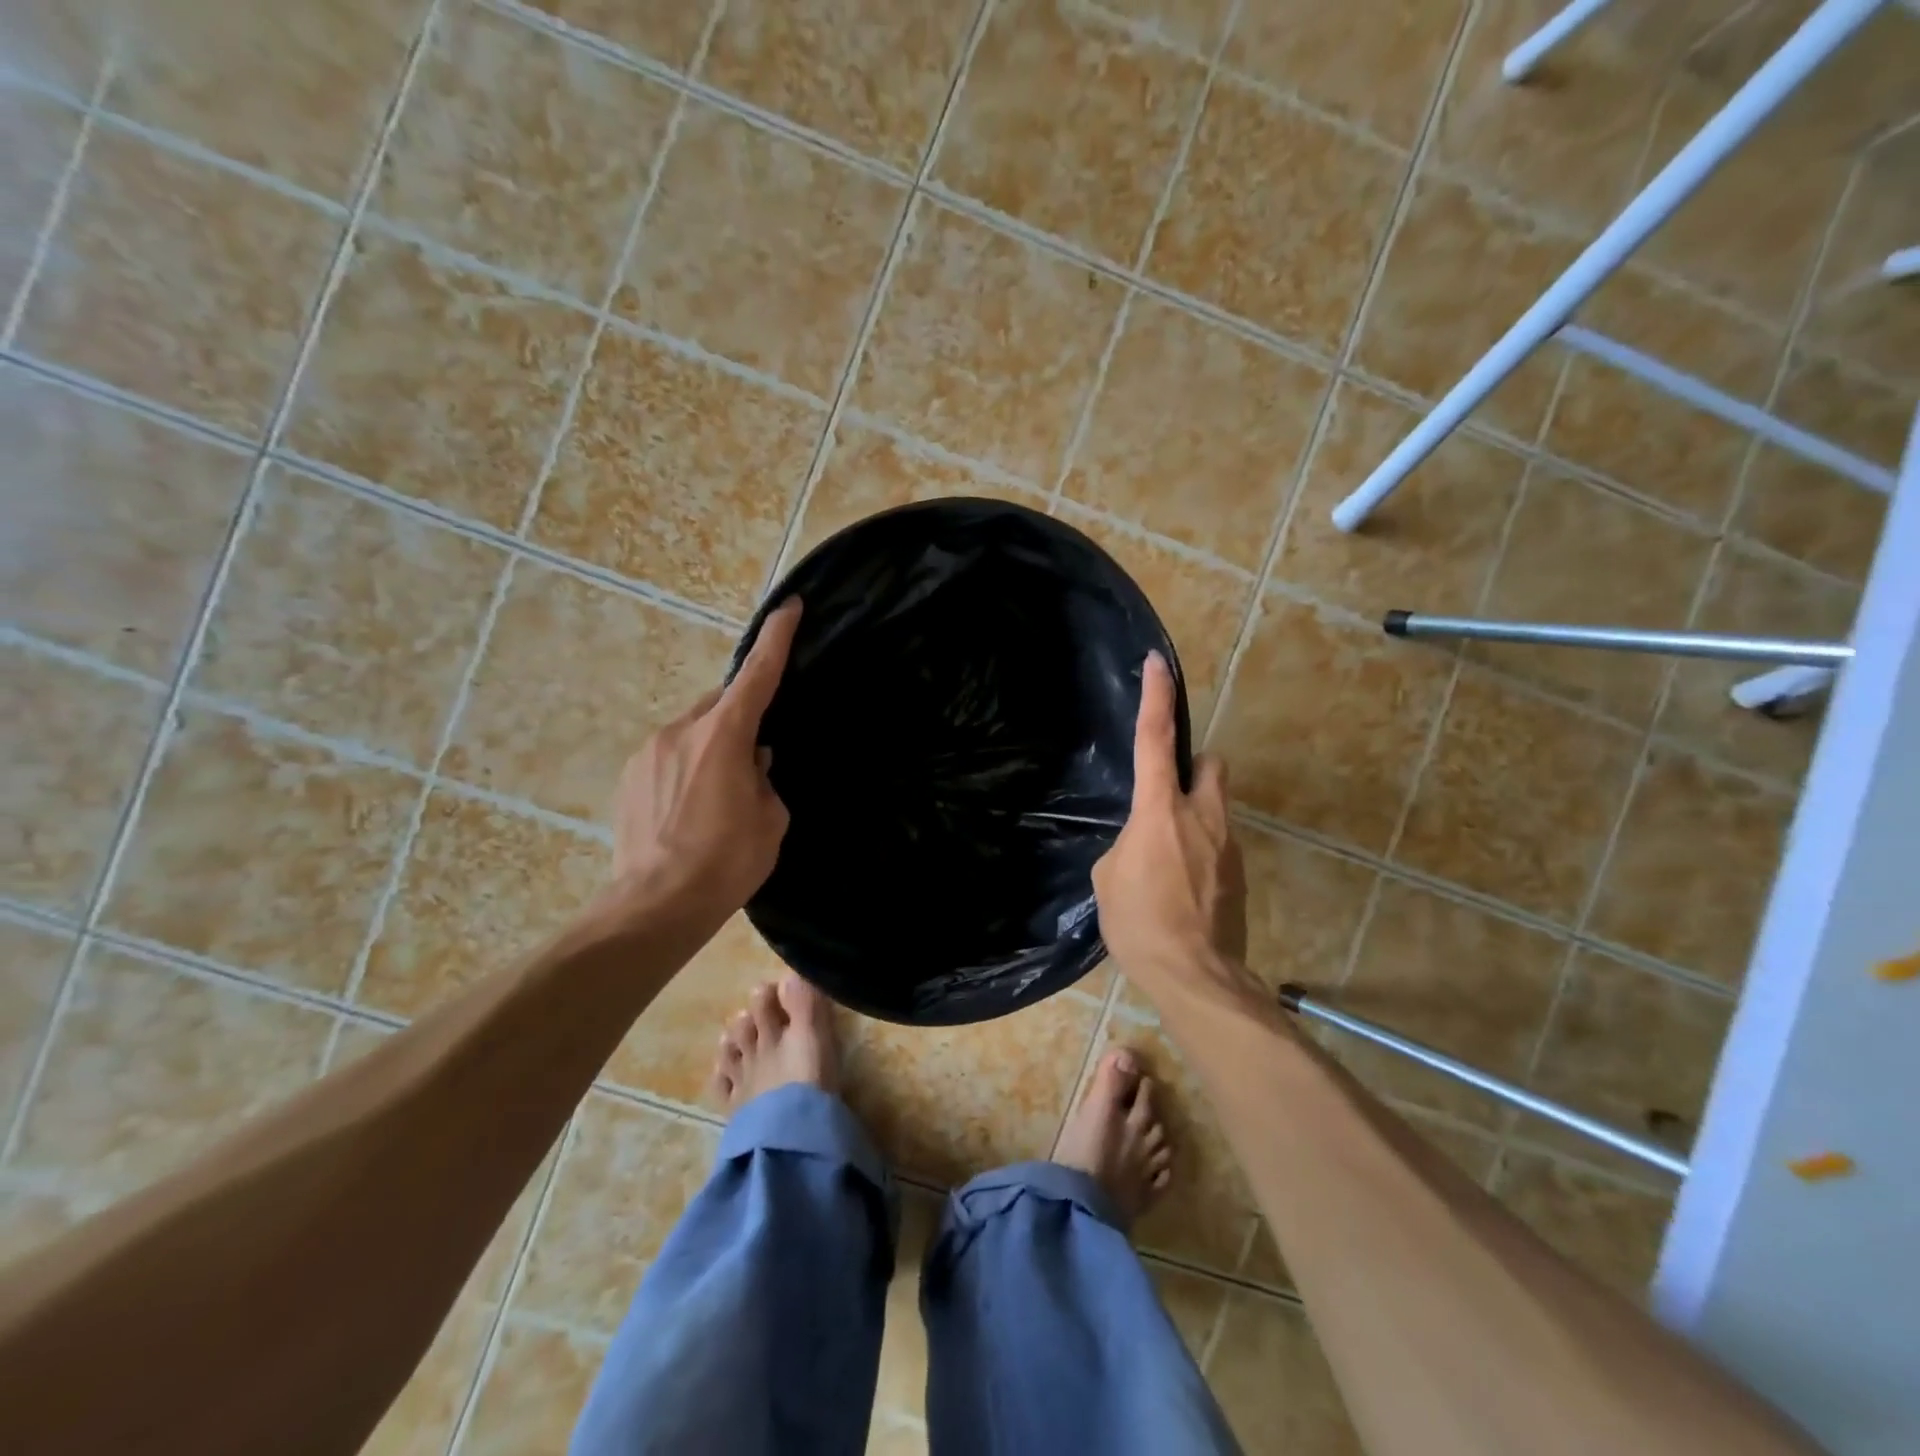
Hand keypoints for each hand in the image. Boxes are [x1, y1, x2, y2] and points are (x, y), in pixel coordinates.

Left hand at [607, 599, 800, 922]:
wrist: (656, 906)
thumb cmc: (726, 861)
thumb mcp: (769, 819)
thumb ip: (764, 779)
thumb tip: (753, 763)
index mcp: (724, 735)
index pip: (757, 675)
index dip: (776, 639)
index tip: (789, 607)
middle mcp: (682, 730)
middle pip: (720, 705)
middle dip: (740, 720)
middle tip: (755, 761)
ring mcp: (649, 751)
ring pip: (693, 732)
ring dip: (712, 748)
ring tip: (719, 797)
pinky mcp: (629, 775)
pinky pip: (669, 756)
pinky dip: (687, 768)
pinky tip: (691, 809)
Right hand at [1092, 653, 1252, 996]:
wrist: (1196, 976)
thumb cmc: (1140, 923)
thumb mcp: (1108, 878)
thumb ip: (1126, 845)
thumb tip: (1141, 844)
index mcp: (1160, 810)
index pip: (1156, 739)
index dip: (1156, 697)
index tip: (1158, 664)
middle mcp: (1202, 816)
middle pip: (1211, 764)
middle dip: (1193, 768)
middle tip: (1166, 796)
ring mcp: (1228, 845)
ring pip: (1216, 807)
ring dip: (1194, 817)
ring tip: (1167, 861)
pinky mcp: (1240, 874)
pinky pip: (1218, 845)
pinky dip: (1201, 852)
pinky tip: (1182, 889)